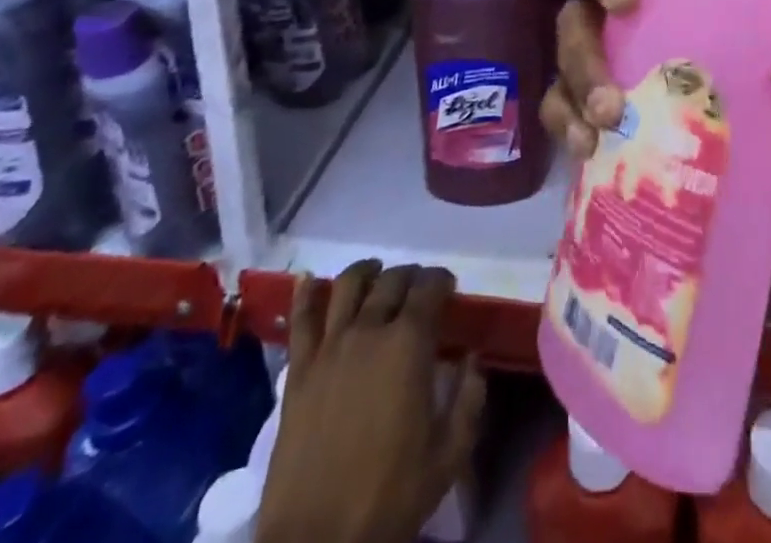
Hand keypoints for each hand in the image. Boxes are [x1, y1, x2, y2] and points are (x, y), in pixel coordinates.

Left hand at [258, 262, 485, 542]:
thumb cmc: (390, 498)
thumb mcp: (449, 455)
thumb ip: (469, 398)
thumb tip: (472, 358)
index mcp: (409, 344)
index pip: (430, 286)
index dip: (442, 279)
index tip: (448, 287)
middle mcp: (369, 330)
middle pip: (392, 280)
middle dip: (410, 275)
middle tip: (418, 287)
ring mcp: (329, 348)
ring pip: (347, 285)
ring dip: (366, 271)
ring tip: (375, 273)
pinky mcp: (297, 371)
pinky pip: (300, 320)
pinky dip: (304, 294)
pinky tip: (309, 280)